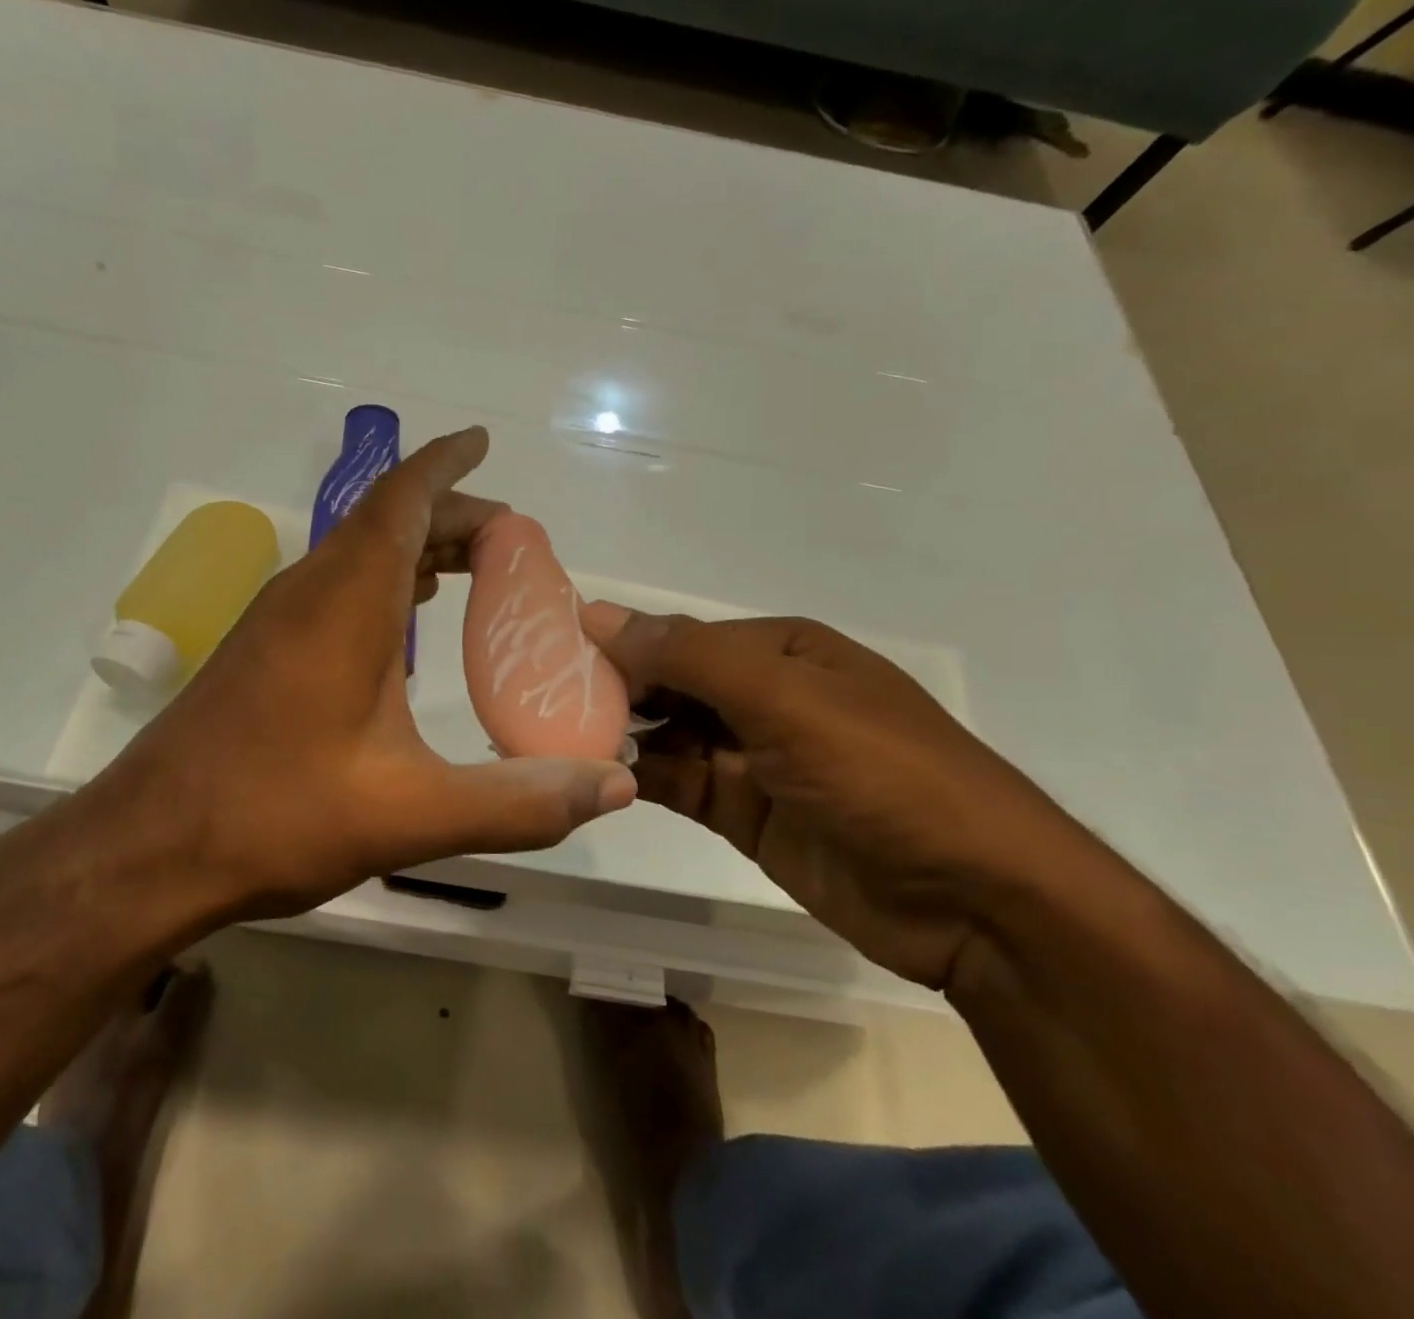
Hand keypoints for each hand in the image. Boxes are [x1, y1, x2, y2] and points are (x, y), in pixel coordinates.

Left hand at [82, 428, 636, 921]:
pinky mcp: (261, 652)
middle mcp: (308, 592)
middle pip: (384, 521)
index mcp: (346, 602)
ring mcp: (277, 620)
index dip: (445, 464)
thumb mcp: (412, 813)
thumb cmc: (277, 815)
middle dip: (448, 514)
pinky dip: (383, 583)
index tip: (482, 442)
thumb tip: (615, 786)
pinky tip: (406, 625)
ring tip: (471, 570)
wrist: (148, 849)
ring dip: (414, 547)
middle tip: (509, 540)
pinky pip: (335, 588)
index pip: (401, 500)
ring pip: (357, 554)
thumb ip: (518, 801)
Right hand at [579, 606, 1089, 988]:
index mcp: (780, 652)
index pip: (680, 636)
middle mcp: (764, 696)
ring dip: (620, 734)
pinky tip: (595, 774)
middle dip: (615, 690)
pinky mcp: (745, 812)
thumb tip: (596, 613)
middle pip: (671, 682)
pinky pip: (679, 781)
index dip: (622, 645)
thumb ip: (688, 655)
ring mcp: (754, 757)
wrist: (977, 904)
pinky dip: (640, 776)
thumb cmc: (883, 776)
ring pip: (668, 733)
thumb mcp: (785, 699)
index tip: (553, 661)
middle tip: (542, 703)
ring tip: (554, 739)